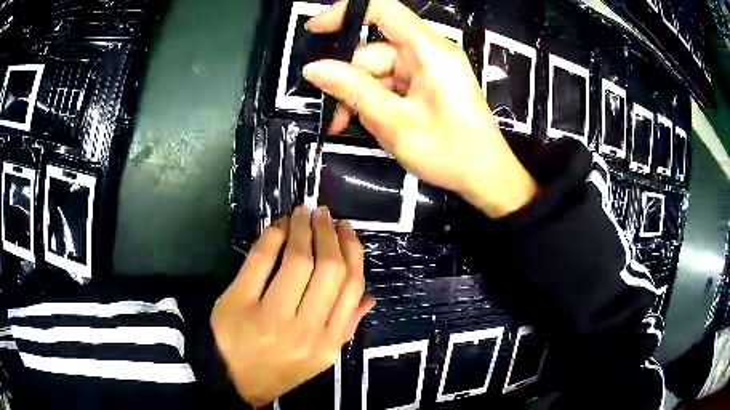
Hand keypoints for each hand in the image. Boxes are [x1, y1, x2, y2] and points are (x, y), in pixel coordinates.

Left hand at [211, 206, 373, 406]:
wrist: (233, 380)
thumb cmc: (279, 368)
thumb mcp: (319, 358)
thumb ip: (345, 328)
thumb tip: (369, 297)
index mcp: (329, 342)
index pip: (350, 287)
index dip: (351, 251)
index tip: (346, 230)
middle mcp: (305, 330)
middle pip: (328, 269)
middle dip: (329, 234)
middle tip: (324, 214)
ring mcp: (271, 317)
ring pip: (298, 260)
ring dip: (303, 228)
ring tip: (303, 212)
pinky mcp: (239, 303)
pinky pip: (261, 260)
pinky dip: (273, 236)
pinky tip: (278, 225)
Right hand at [304, 0, 537, 217]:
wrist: (486, 177)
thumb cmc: (450, 151)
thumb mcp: (394, 122)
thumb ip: (353, 90)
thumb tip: (315, 69)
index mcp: (429, 51)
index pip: (384, 10)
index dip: (346, 13)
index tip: (317, 29)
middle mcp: (430, 53)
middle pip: (376, 51)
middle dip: (351, 81)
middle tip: (336, 115)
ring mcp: (431, 70)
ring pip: (381, 71)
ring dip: (362, 96)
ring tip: (355, 125)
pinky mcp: (430, 85)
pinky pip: (394, 84)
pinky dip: (379, 101)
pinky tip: (375, 123)